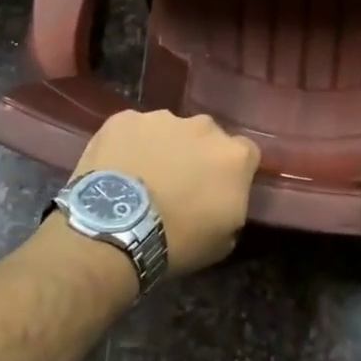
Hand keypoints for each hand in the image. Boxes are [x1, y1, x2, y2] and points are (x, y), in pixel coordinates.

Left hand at [73, 110, 259, 274]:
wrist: (115, 230)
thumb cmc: (177, 241)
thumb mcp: (224, 239)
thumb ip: (233, 205)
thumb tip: (224, 196)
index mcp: (234, 155)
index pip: (246, 153)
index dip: (231, 171)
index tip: (217, 189)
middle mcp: (204, 126)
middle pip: (206, 136)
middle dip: (197, 154)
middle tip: (178, 184)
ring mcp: (162, 118)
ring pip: (169, 130)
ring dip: (162, 148)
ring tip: (142, 178)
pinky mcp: (124, 119)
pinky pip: (132, 130)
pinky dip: (128, 145)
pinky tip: (117, 170)